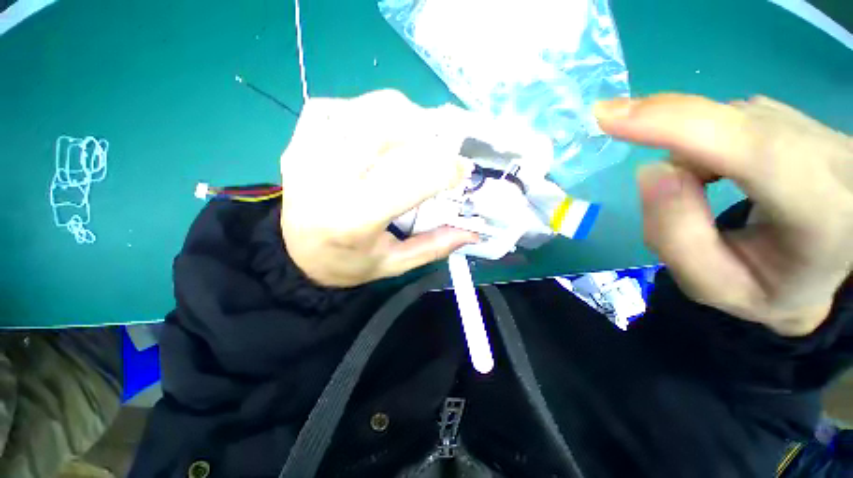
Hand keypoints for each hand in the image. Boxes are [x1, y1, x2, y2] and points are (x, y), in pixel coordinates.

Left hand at [279, 90, 481, 286]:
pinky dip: (365, 111)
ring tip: (415, 138)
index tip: (461, 172)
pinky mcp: (297, 141)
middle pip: (386, 127)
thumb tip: (472, 230)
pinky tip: (375, 132)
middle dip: (426, 131)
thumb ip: (434, 246)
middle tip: (441, 148)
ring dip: (401, 116)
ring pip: (365, 110)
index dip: (445, 169)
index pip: (409, 179)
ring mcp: (307, 153)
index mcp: (354, 219)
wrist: (296, 255)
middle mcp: (328, 180)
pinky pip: (336, 107)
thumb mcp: (394, 264)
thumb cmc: (348, 263)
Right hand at [595, 94, 852, 335]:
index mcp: (824, 214)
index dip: (676, 124)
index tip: (609, 116)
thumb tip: (652, 169)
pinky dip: (702, 138)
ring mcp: (820, 128)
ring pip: (726, 120)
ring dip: (689, 150)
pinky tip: (713, 168)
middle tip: (611, 122)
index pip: (753, 150)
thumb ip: (674, 236)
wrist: (828, 263)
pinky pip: (732, 116)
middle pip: (731, 125)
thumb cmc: (770, 287)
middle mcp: (834, 157)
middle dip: (665, 125)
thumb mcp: (714, 285)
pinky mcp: (801, 118)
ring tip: (696, 193)